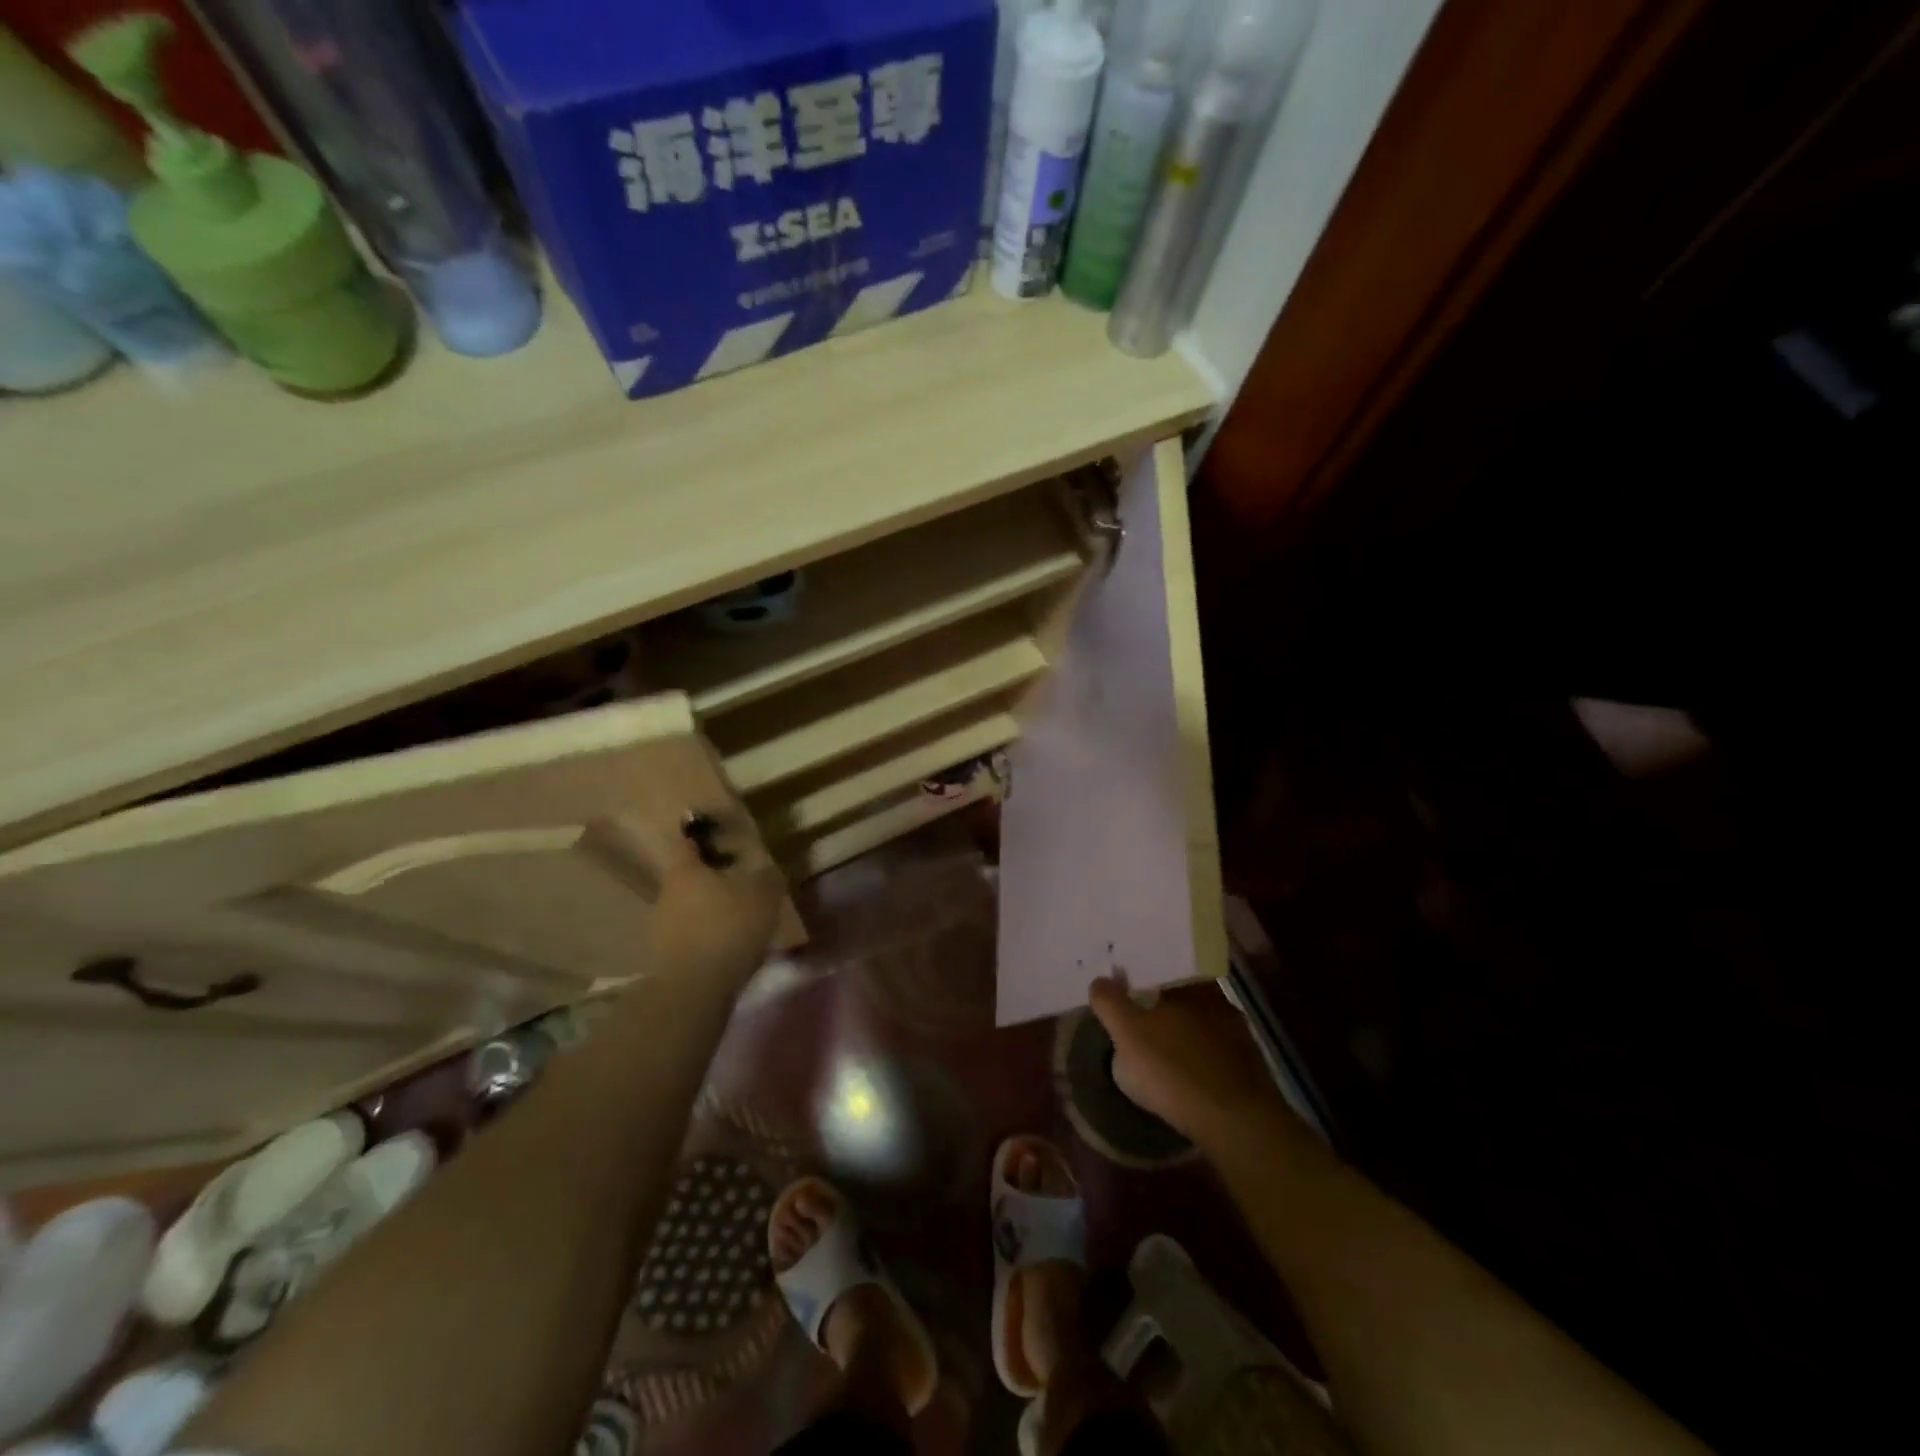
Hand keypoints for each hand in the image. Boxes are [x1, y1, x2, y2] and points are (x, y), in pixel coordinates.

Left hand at [647, 824, 783, 988]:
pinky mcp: (664, 959)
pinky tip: (728, 949)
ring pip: (689, 910)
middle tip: (741, 887)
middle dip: (713, 882)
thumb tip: (768, 871)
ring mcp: (660, 928)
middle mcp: (666, 894)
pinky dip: (707, 939)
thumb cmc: (728, 928)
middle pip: (690, 880)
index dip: (705, 840)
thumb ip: (767, 878)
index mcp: (685, 871)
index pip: (690, 845)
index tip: (722, 841)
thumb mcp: (763, 895)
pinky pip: (690, 938)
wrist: (694, 990)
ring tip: (739, 922)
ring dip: (710, 913)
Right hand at [1088, 977, 1283, 1148]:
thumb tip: (1100, 981)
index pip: (1163, 971)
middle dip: (1164, 1008)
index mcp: (1190, 985)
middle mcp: (1219, 1001)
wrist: (1236, 1123)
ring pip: (1202, 1026)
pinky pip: (1217, 1055)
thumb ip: (1110, 1003)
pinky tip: (1189, 1079)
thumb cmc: (1173, 1070)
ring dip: (1185, 1036)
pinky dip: (1202, 1061)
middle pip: (1183, 998)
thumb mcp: (1127, 1034)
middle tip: (1143, 1024)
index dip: (1144, 980)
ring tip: (1165, 1056)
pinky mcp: (1251, 1069)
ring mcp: (1240, 1036)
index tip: (1129, 993)